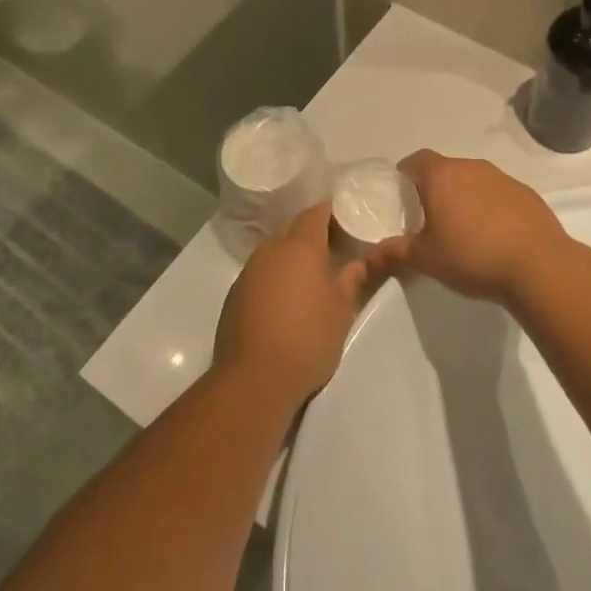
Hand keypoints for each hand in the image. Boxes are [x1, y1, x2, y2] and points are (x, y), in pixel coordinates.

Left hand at [213, 204, 367, 407]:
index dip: (329, 212)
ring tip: (309, 280)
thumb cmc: (308, 338)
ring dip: (290, 261)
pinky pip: (259, 277)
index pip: (315, 214)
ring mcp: (248, 273)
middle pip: (292, 233)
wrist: (254, 378)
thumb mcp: (341, 311)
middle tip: (332, 252)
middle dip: (310, 238)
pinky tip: (283, 304)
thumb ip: (351, 281)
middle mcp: (270, 251)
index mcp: (300, 247)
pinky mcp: (234, 296)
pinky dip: (273, 281)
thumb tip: (357, 263)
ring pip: (273, 255)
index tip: (344, 219)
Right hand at [368, 151, 564, 304]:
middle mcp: (472, 167)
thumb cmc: (472, 256)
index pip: (416, 160)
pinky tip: (492, 236)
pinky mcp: (527, 195)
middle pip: (445, 170)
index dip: (405, 174)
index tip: (400, 196)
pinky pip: (498, 195)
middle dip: (433, 189)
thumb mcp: (426, 259)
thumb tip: (369, 256)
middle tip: (426, 217)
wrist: (539, 266)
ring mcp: (503, 178)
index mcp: (442, 176)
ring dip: (464, 198)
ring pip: (473, 181)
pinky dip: (490, 208)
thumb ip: (395, 253)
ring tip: (460, 229)